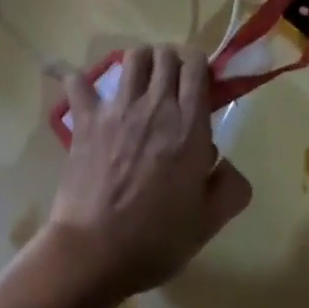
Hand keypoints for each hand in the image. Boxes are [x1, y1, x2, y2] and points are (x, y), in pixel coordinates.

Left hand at [45, 46, 252, 299]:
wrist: (94, 253)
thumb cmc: (156, 239)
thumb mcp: (208, 222)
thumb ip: (231, 188)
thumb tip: (226, 165)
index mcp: (189, 125)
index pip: (196, 66)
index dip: (199, 66)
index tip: (200, 83)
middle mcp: (156, 105)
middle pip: (166, 54)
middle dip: (172, 60)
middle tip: (172, 84)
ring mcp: (117, 109)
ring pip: (133, 57)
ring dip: (140, 62)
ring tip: (140, 81)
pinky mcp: (86, 120)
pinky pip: (78, 83)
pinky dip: (77, 78)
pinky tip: (78, 82)